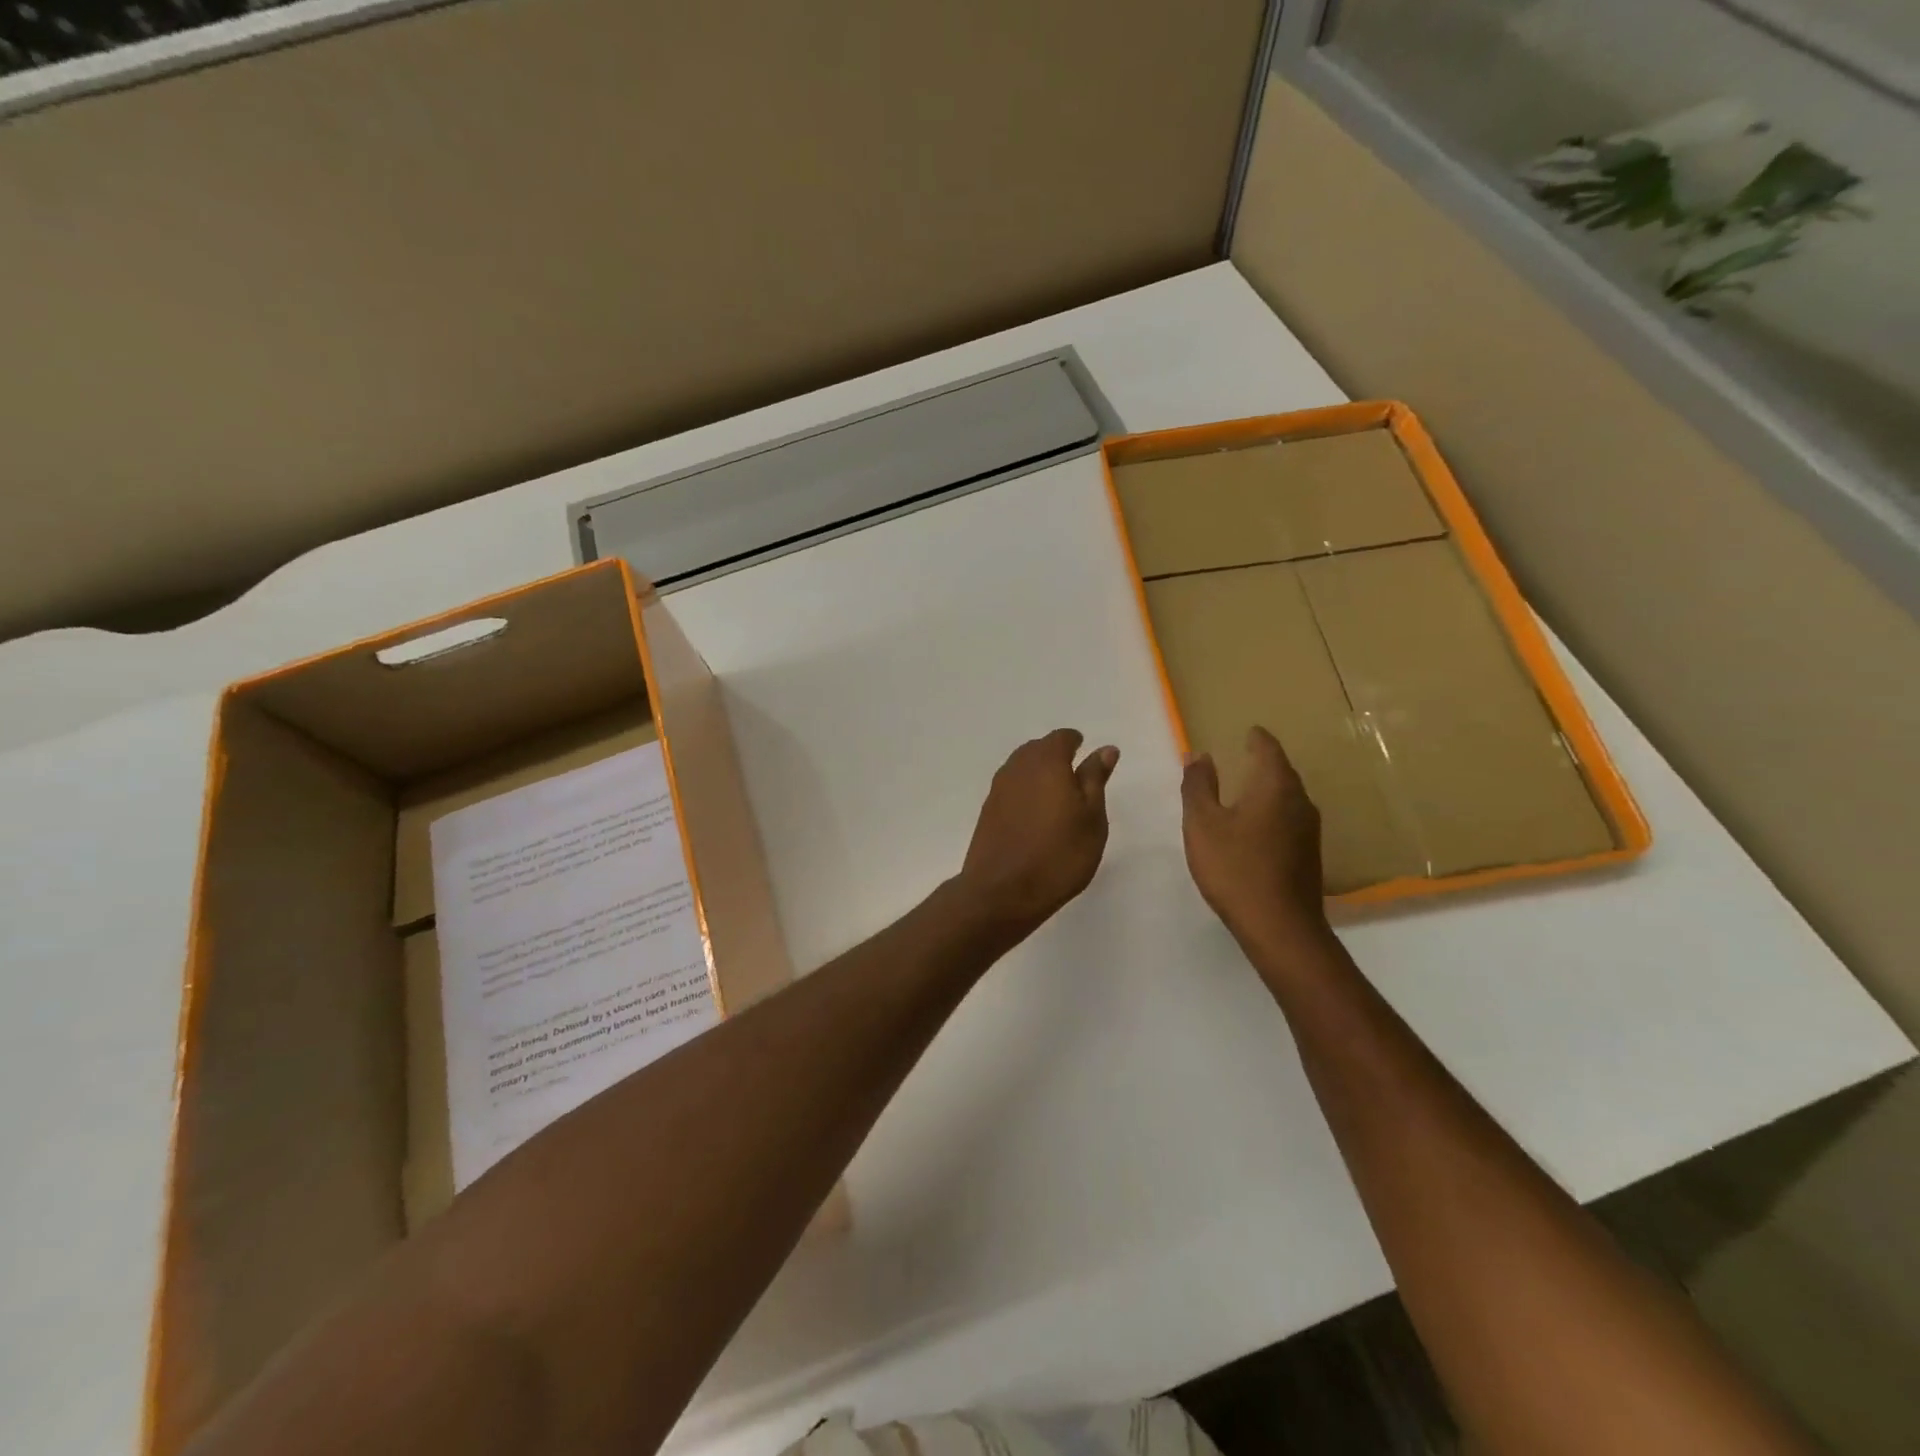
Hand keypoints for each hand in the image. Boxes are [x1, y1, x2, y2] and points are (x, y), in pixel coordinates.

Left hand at [957, 729, 1118, 943]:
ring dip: (1038, 772)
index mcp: (1046, 762)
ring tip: (1057, 795)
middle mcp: (1017, 768)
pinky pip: (1010, 788)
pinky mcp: (987, 811)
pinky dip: (1024, 791)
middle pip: (1037, 749)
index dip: (1075, 742)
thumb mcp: (1091, 818)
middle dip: (1055, 755)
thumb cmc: (1059, 855)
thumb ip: (1095, 779)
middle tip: (1074, 775)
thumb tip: (1104, 749)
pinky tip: (1035, 813)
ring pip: (1020, 767)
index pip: (1061, 738)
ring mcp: (998, 789)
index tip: (1085, 752)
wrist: (1002, 892)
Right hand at [1181, 726, 1329, 950]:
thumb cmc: (1235, 867)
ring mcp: (1308, 830)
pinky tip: (1255, 827)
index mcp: (1275, 786)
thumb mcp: (1202, 824)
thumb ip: (1198, 785)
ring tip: (1244, 790)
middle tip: (1242, 756)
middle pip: (1281, 772)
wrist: (1279, 926)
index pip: (1268, 749)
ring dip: (1267, 789)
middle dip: (1262, 762)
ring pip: (1287, 797)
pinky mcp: (1308, 855)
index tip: (1247, 731)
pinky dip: (1271, 813)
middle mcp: (1300, 801)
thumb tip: (1199, 754)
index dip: (1256, 738)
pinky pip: (1289, 820)